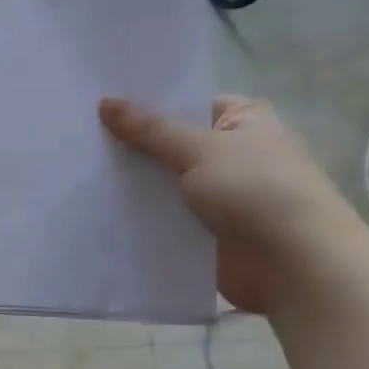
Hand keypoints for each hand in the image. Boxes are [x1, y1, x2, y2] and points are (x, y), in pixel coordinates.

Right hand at [99, 94, 368, 314]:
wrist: (293, 265)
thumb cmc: (256, 191)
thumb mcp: (200, 149)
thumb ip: (150, 129)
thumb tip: (105, 102)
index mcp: (241, 120)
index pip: (183, 104)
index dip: (143, 106)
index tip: (95, 107)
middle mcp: (230, 153)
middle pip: (167, 144)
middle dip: (129, 147)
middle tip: (76, 140)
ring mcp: (216, 195)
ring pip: (161, 183)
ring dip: (130, 184)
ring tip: (75, 173)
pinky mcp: (203, 231)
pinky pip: (163, 217)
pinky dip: (138, 216)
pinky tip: (97, 210)